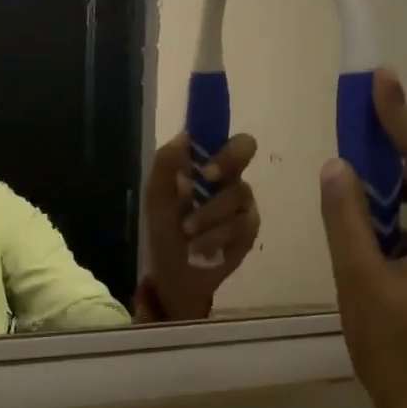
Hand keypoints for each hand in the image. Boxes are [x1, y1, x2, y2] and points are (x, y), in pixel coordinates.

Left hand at [142, 133, 260, 320]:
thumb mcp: (157, 197)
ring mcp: (243, 204)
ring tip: (186, 232)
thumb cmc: (165, 229)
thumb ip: (166, 164)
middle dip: (225, 161)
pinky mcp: (249, 231)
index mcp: (207, 165)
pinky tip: (199, 249)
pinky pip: (240, 225)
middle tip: (205, 178)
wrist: (173, 273)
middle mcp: (230, 177)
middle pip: (245, 149)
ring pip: (237, 194)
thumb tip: (184, 135)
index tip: (203, 156)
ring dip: (208, 214)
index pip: (221, 134)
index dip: (219, 135)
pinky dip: (214, 238)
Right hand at [319, 70, 406, 407]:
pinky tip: (367, 203)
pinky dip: (395, 207)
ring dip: (395, 172)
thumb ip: (346, 218)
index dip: (400, 116)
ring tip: (360, 143)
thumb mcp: (361, 281)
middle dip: (398, 136)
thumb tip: (336, 167)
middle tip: (364, 101)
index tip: (378, 78)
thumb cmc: (400, 354)